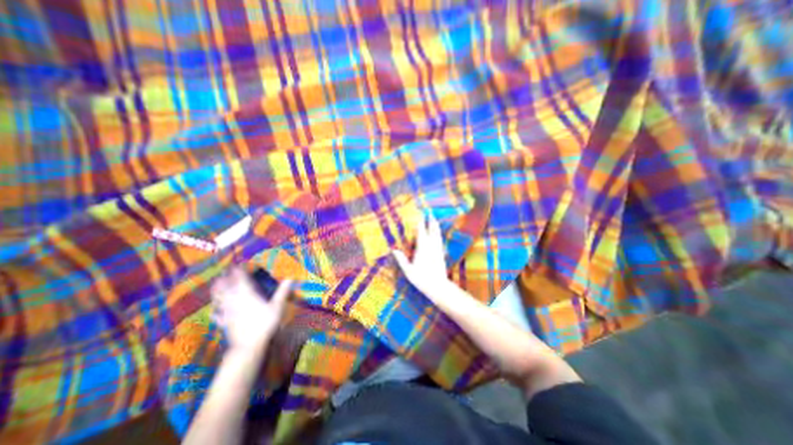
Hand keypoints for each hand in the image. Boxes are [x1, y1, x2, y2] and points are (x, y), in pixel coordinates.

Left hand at [210, 267, 292, 353]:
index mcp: (247, 294)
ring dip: (217, 290)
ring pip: (219, 298)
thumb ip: (282, 291)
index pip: (241, 279)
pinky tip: (214, 310)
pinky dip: (215, 310)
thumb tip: (291, 278)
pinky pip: (217, 314)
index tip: (237, 264)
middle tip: (224, 271)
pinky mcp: (224, 322)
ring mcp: (227, 312)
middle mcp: (235, 301)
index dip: (238, 271)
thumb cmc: (265, 323)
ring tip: (215, 284)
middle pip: (226, 287)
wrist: (248, 345)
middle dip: (225, 278)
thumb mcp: (277, 306)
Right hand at [392, 214, 452, 297]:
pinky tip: (437, 234)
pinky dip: (438, 234)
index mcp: (422, 248)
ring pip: (437, 234)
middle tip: (430, 212)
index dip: (420, 223)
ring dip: (435, 226)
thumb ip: (401, 259)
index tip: (419, 215)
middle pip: (432, 230)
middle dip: (430, 221)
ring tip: (434, 220)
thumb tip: (394, 250)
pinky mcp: (441, 253)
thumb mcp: (409, 271)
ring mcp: (437, 249)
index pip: (421, 232)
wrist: (438, 286)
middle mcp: (431, 246)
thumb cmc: (422, 279)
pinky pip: (439, 240)